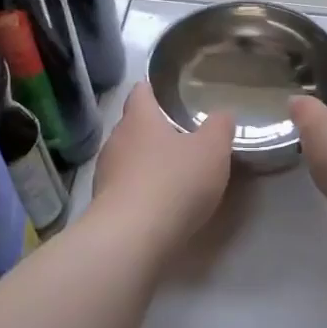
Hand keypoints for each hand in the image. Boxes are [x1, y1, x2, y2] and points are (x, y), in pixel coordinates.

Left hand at [93, 84, 234, 239]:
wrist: (132, 237)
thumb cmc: (175, 182)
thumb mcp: (212, 150)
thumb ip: (220, 128)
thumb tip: (222, 115)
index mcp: (139, 118)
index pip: (141, 91)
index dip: (153, 89)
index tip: (168, 93)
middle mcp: (116, 140)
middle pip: (133, 125)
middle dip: (154, 129)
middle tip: (181, 135)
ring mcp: (105, 174)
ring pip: (127, 157)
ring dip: (146, 161)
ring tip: (172, 171)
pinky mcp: (104, 204)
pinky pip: (125, 187)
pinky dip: (141, 188)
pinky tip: (160, 201)